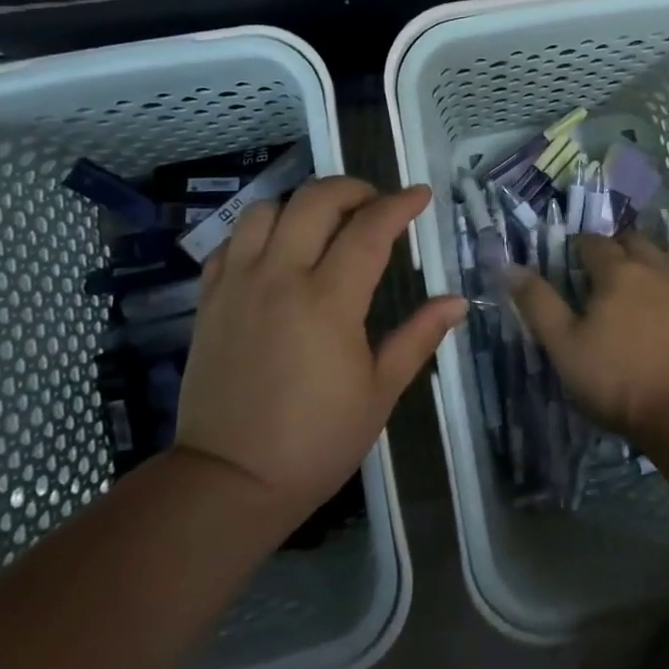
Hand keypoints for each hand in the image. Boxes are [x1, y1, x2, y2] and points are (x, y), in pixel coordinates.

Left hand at [178, 177, 465, 519]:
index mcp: (328, 301)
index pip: (369, 229)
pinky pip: (229, 243)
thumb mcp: (380, 392)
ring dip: (300, 204)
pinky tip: (277, 251)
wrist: (231, 480)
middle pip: (314, 201)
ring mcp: (238, 285)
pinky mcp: (210, 301)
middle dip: (351, 188)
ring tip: (323, 223)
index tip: (421, 195)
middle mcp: (280, 278)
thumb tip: (458, 301)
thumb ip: (418, 337)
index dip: (399, 205)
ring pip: (264, 210)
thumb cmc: (317, 441)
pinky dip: (257, 233)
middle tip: (374, 203)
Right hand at [507, 232, 668, 441]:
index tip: (568, 262)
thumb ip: (538, 303)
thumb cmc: (616, 378)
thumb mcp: (564, 345)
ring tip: (631, 284)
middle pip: (632, 241)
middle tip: (597, 272)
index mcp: (617, 271)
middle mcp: (654, 268)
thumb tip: (511, 267)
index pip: (594, 242)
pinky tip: (662, 306)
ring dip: (644, 260)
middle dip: (613, 247)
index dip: (577, 247)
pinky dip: (668, 283)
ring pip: (662, 256)